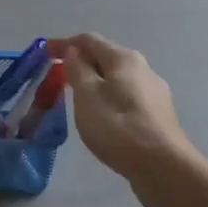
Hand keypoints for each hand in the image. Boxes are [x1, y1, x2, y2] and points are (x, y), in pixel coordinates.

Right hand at [49, 33, 199, 199]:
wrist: (163, 167)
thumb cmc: (117, 126)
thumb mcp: (87, 95)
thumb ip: (77, 69)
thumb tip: (74, 52)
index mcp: (124, 58)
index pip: (88, 40)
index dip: (64, 44)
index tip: (44, 53)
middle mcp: (143, 69)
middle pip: (105, 58)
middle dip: (80, 64)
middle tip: (58, 79)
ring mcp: (154, 93)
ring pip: (116, 80)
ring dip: (95, 84)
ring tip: (77, 101)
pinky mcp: (158, 116)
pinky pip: (126, 99)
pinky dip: (108, 100)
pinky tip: (102, 119)